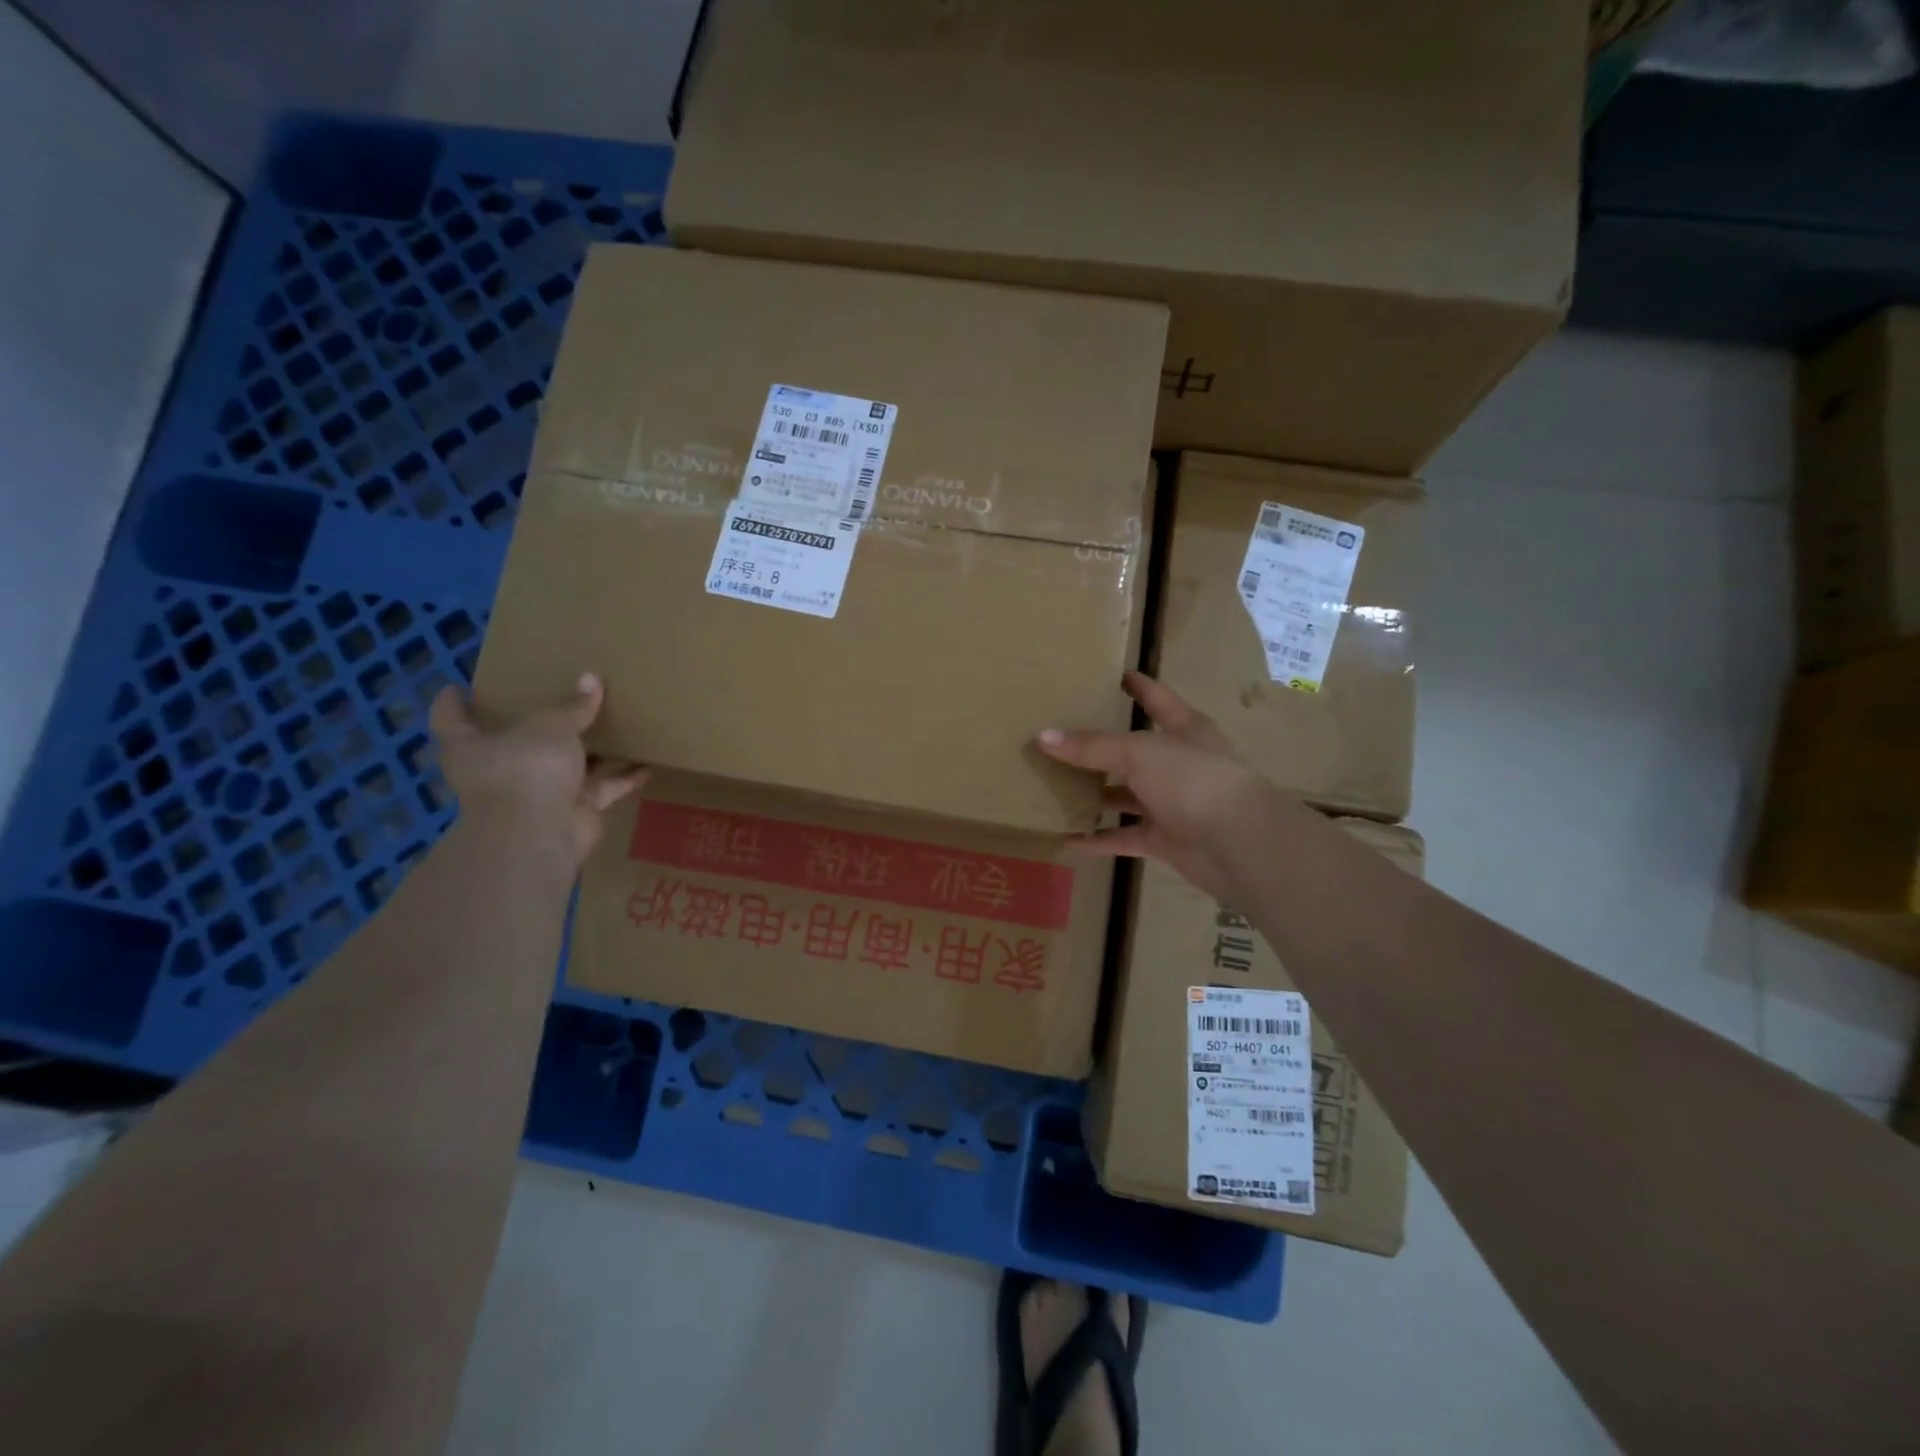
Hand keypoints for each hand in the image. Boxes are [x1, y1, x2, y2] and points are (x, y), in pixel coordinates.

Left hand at [429, 673, 647, 866]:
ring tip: (613, 727)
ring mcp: (536, 794)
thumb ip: (573, 706)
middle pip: (515, 744)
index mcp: (471, 746)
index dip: (452, 702)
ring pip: (565, 767)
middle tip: (552, 700)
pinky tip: (646, 765)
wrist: (540, 833)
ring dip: (589, 753)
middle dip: (535, 727)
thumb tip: (591, 679)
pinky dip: (621, 779)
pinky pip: (600, 789)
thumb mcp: (550, 725)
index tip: (457, 686)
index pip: (450, 719)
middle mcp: (500, 770)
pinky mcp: (571, 812)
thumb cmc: (525, 768)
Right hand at [1036, 671, 1280, 902]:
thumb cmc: (1194, 780)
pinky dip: (1097, 839)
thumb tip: (1043, 737)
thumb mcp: (1139, 752)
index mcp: (1185, 730)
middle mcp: (1179, 764)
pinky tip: (1065, 839)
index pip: (1158, 700)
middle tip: (1060, 737)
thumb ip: (1092, 746)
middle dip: (1101, 747)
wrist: (1238, 844)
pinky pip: (1122, 837)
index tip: (1115, 675)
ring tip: (1053, 787)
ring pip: (1126, 795)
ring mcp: (1173, 804)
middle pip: (1134, 751)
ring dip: (1095, 795)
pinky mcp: (1164, 840)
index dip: (1139, 686)